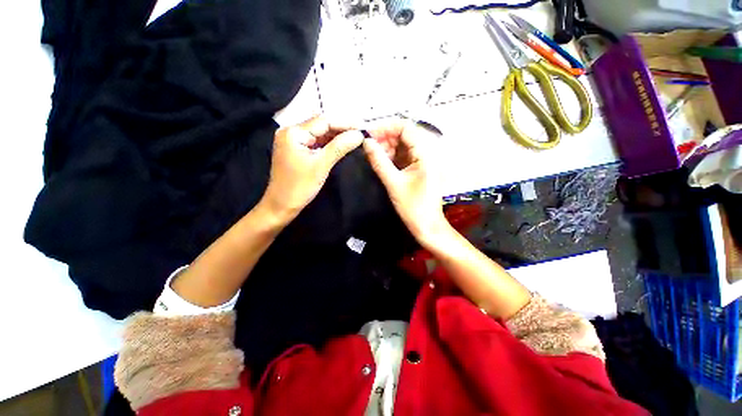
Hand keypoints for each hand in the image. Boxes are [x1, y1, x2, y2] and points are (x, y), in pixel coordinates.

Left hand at [261, 116, 362, 221]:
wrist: (281, 205)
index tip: (363, 128)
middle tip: (362, 133)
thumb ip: (340, 147)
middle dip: (342, 129)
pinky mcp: (297, 150)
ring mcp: (293, 141)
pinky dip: (329, 144)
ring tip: (356, 138)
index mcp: (293, 132)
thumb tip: (359, 135)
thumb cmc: (299, 187)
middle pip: (321, 125)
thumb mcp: (321, 165)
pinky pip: (316, 142)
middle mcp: (291, 131)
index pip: (324, 121)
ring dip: (337, 136)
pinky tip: (342, 144)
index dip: (345, 123)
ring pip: (320, 134)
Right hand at [363, 119, 449, 246]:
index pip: (406, 128)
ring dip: (387, 147)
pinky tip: (380, 161)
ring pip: (402, 145)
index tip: (369, 134)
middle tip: (367, 146)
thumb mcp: (393, 183)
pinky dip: (391, 156)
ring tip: (371, 154)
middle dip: (385, 138)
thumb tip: (366, 142)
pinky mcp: (418, 169)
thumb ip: (379, 161)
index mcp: (425, 154)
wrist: (427, 226)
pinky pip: (403, 156)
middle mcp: (426, 153)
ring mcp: (422, 161)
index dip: (386, 127)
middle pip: (404, 135)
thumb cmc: (413, 207)